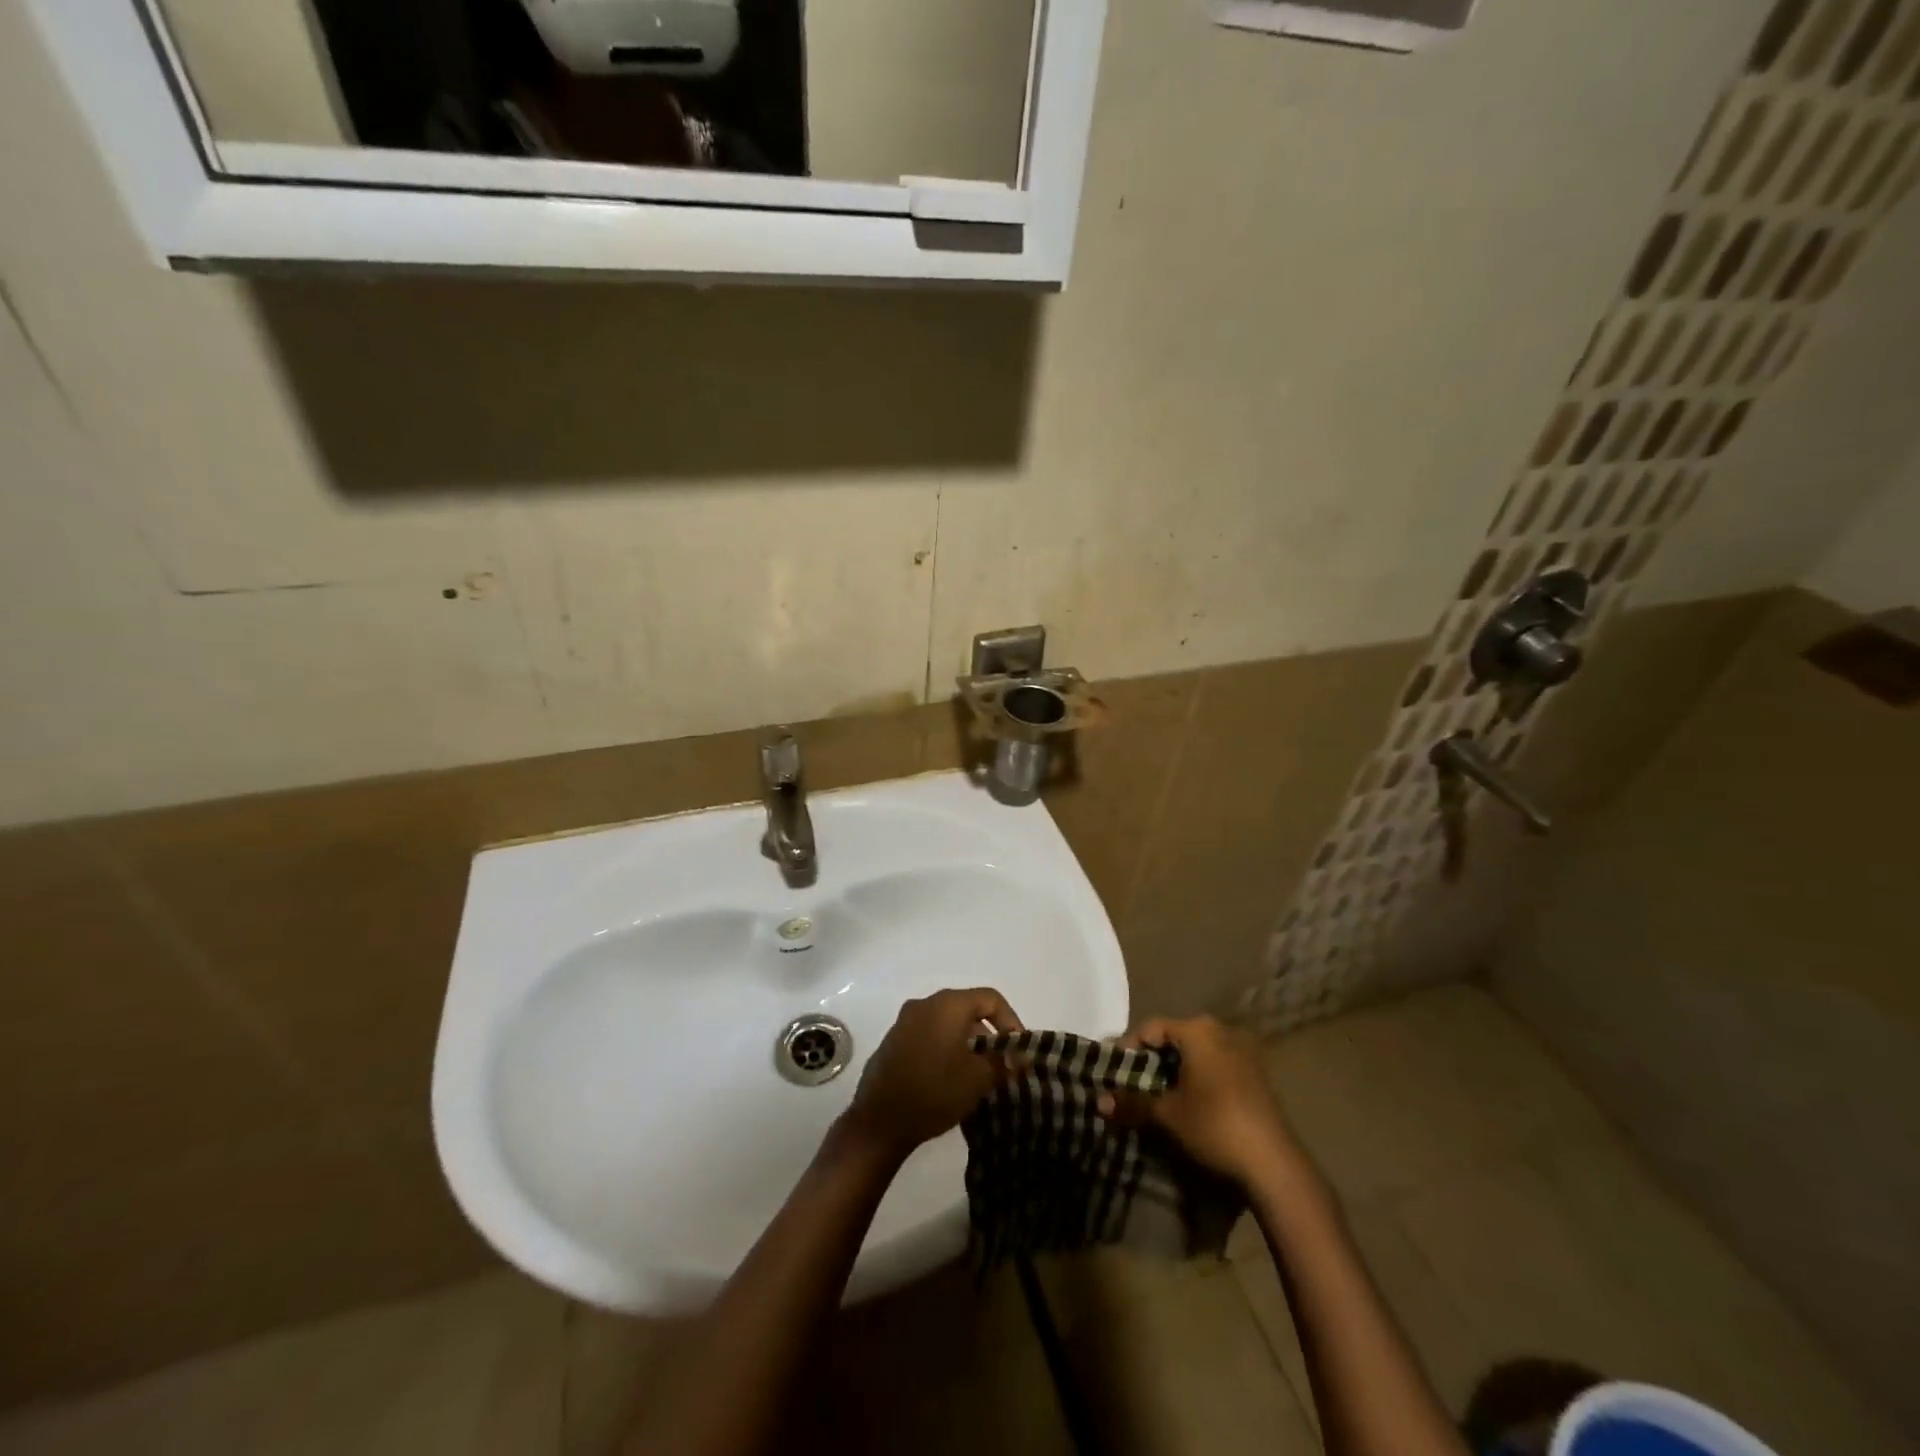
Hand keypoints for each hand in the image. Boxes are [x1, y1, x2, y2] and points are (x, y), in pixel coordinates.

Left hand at [841, 988, 1023, 1159]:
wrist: (879, 1121)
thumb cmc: (935, 1091)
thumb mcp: (978, 1079)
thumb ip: (1003, 1062)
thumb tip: (1019, 1057)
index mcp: (947, 1004)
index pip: (990, 998)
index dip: (1011, 1021)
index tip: (1017, 1050)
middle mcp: (925, 1004)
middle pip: (967, 1008)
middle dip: (988, 1034)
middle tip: (1001, 1063)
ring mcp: (905, 1021)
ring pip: (947, 1022)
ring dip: (967, 1042)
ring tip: (978, 1074)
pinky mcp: (893, 1040)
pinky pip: (929, 1034)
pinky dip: (945, 1047)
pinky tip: (950, 1077)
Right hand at [1099, 1015, 1301, 1187]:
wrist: (1274, 1164)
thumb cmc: (1214, 1126)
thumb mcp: (1167, 1115)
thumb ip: (1132, 1102)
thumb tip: (1099, 1102)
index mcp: (1198, 1030)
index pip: (1151, 1027)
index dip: (1128, 1047)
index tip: (1115, 1071)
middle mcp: (1222, 1031)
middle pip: (1175, 1037)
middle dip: (1152, 1059)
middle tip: (1134, 1083)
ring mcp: (1243, 1051)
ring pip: (1197, 1052)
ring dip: (1176, 1069)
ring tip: (1159, 1094)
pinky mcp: (1257, 1074)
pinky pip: (1217, 1064)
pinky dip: (1198, 1077)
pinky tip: (1191, 1102)